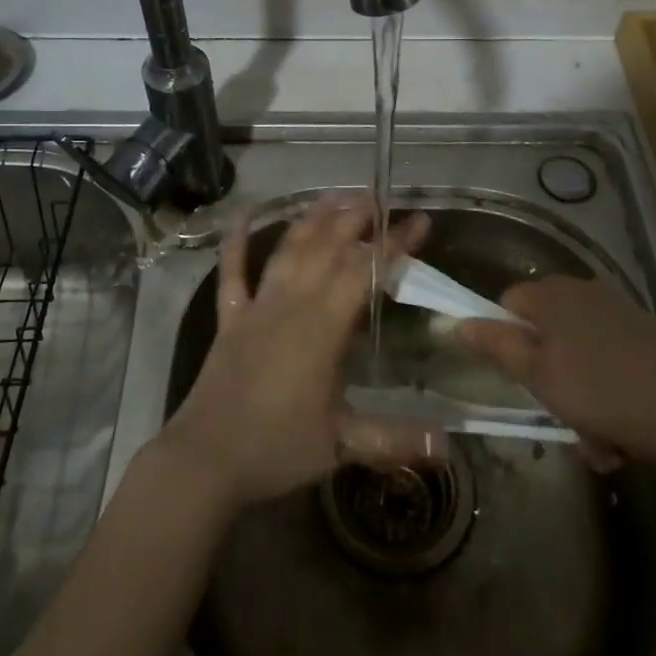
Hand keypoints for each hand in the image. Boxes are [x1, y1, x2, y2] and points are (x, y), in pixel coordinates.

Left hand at [155, 193, 442, 508]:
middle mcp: (291, 305)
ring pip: (288, 251)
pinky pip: (232, 273)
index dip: (394, 244)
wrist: (205, 459)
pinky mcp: (230, 319)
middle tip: (378, 197)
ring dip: (311, 220)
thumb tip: (450, 442)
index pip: (365, 273)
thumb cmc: (277, 449)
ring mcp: (257, 308)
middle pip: (327, 249)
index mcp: (322, 329)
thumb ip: (396, 437)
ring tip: (333, 195)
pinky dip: (235, 242)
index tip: (418, 221)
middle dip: (354, 219)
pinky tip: (241, 215)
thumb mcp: (342, 445)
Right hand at [457, 275, 655, 468]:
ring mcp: (621, 315)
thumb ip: (496, 345)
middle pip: (547, 335)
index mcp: (552, 295)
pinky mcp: (651, 339)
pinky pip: (614, 368)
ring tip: (601, 442)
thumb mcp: (538, 374)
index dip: (505, 340)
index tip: (517, 378)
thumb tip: (458, 322)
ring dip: (583, 401)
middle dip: (550, 381)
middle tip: (560, 418)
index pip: (508, 304)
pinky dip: (613, 400)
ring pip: (581, 360)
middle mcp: (585, 293)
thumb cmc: (602, 389)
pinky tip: (627, 437)